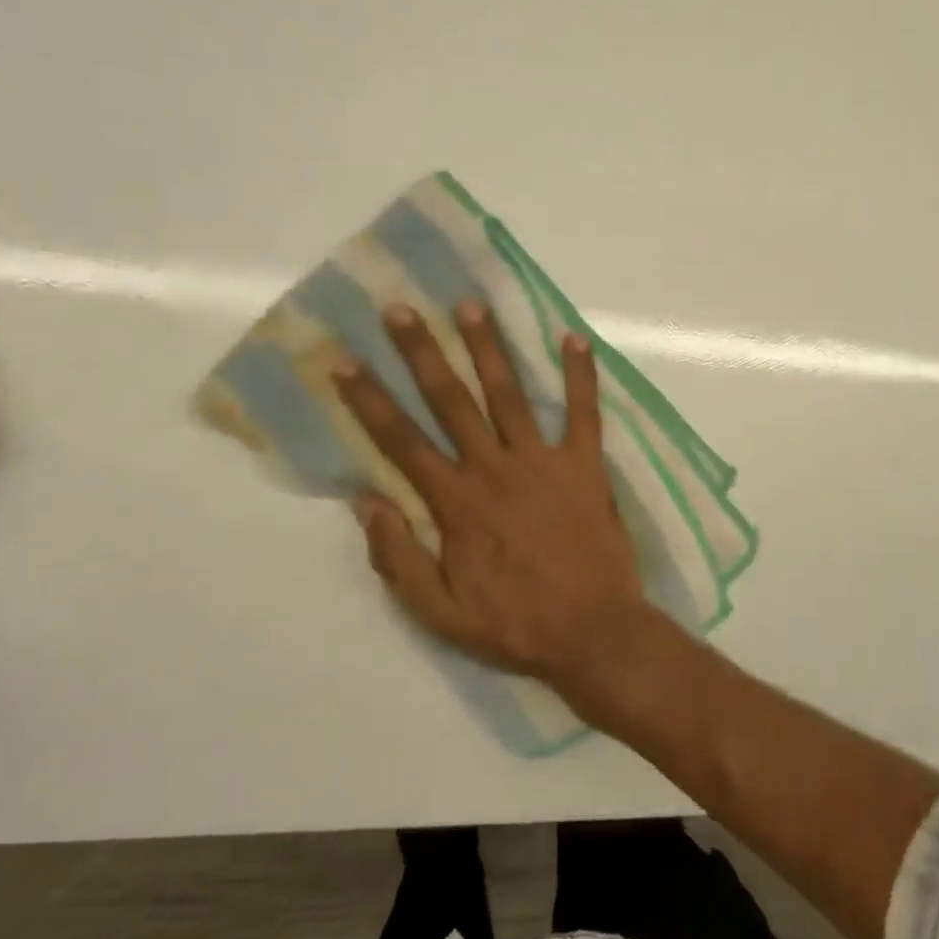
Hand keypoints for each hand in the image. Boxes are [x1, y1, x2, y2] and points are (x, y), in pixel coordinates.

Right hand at [334, 301, 656, 706]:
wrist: (594, 633)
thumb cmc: (515, 625)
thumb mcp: (439, 612)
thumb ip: (398, 557)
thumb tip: (365, 501)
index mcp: (457, 503)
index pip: (402, 442)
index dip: (369, 401)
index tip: (344, 361)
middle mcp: (495, 469)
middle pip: (451, 402)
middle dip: (422, 353)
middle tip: (401, 309)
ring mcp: (544, 462)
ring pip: (509, 394)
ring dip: (488, 348)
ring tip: (470, 305)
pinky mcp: (586, 464)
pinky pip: (584, 412)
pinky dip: (581, 375)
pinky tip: (574, 337)